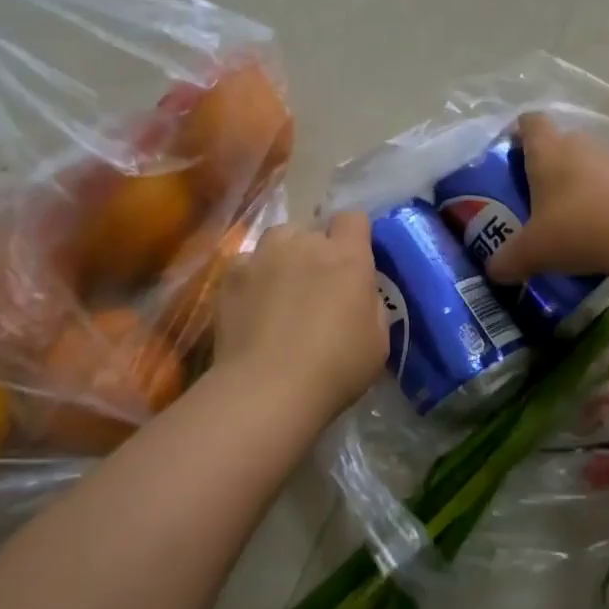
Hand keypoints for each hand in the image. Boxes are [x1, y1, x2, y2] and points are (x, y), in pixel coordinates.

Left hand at [213, 213, 385, 420]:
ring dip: (284, 255)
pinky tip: (252, 305)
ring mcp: (264, 256)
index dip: (354, 235)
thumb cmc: (336, 368)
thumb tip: (360, 292)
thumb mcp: (378, 340)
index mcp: (348, 256)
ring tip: (282, 287)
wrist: (267, 390)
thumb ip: (370, 303)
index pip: (353, 218)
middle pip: (312, 229)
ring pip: (278, 238)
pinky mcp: (231, 276)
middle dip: (317, 250)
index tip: (354, 260)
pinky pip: (246, 263)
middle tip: (317, 285)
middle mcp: (305, 244)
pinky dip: (252, 277)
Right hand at [486, 112, 608, 282]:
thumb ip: (507, 260)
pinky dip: (606, 198)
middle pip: (561, 142)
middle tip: (537, 196)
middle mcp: (581, 144)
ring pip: (590, 162)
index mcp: (547, 150)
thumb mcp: (531, 252)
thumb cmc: (576, 230)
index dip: (519, 133)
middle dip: (548, 165)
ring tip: (572, 216)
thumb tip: (494, 270)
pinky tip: (602, 227)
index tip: (513, 155)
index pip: (530, 122)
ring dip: (580, 182)